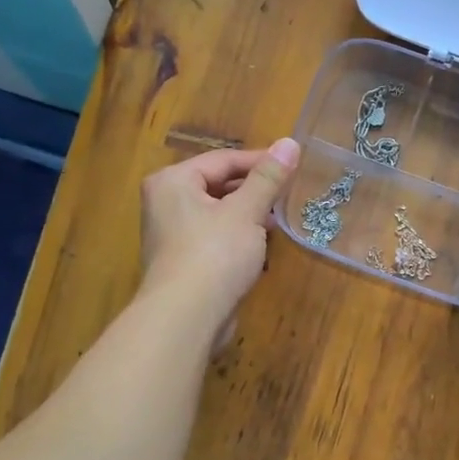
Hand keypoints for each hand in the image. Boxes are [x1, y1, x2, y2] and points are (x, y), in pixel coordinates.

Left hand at [139, 138, 299, 342]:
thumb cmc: (214, 254)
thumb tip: (290, 142)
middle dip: (254, 189)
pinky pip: (214, 238)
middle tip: (289, 191)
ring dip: (248, 214)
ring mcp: (171, 235)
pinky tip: (261, 245)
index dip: (260, 160)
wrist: (186, 317)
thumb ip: (268, 177)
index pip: (222, 159)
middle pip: (217, 185)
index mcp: (173, 181)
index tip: (293, 164)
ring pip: (217, 213)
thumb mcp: (247, 211)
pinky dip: (237, 237)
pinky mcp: (183, 262)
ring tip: (279, 217)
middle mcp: (165, 203)